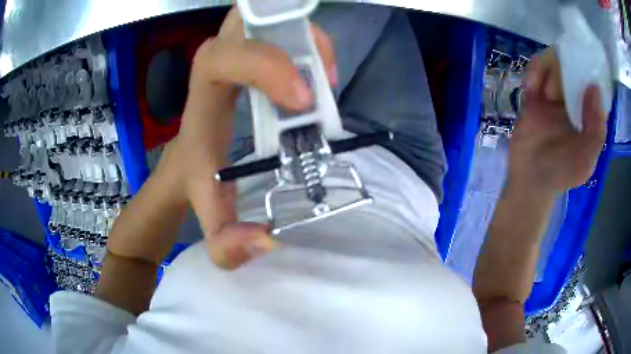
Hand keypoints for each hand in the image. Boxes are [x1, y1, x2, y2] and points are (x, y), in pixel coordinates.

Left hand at [163, 7, 336, 268]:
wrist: (184, 163)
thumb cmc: (195, 183)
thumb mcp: (210, 216)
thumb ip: (226, 242)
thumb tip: (266, 241)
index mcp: (203, 95)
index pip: (226, 57)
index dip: (267, 66)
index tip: (304, 101)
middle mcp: (216, 62)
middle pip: (250, 20)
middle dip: (292, 35)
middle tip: (321, 75)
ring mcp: (233, 51)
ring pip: (269, 19)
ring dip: (305, 39)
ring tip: (324, 78)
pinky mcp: (249, 53)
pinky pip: (280, 29)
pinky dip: (305, 41)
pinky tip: (316, 75)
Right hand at [508, 48, 607, 192]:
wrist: (531, 181)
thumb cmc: (562, 173)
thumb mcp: (587, 159)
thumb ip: (596, 129)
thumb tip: (595, 88)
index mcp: (587, 115)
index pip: (590, 84)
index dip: (588, 70)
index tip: (582, 65)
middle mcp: (572, 102)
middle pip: (569, 67)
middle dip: (563, 65)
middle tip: (557, 83)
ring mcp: (552, 99)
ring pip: (551, 65)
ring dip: (545, 67)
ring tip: (538, 87)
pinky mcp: (533, 99)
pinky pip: (534, 75)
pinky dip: (533, 72)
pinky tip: (531, 85)